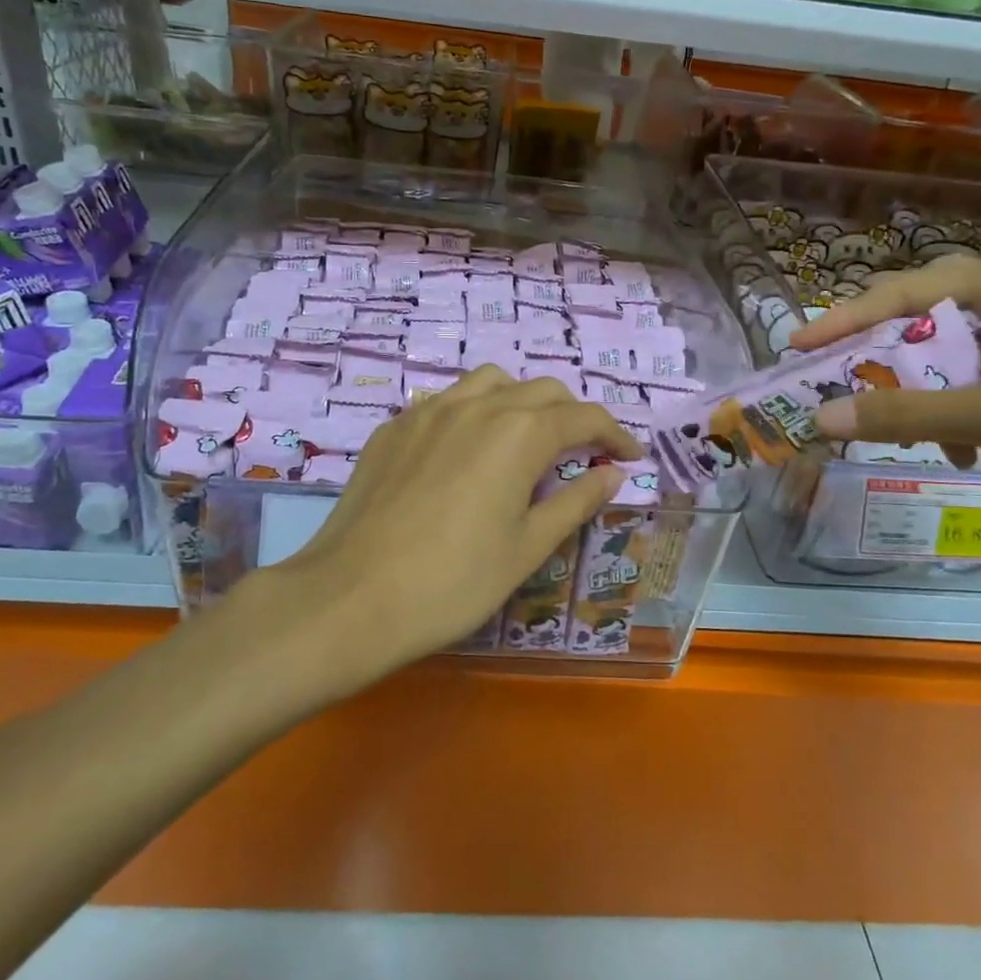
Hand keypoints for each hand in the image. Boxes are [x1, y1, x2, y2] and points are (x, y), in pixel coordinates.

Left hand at [257, 366, 641, 683]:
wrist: (351, 597)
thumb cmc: (453, 582)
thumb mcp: (527, 548)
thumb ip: (575, 502)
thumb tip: (611, 474)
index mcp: (519, 433)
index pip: (583, 417)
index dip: (614, 435)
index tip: (629, 458)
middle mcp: (477, 405)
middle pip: (541, 390)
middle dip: (571, 416)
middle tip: (582, 454)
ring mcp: (428, 410)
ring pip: (490, 382)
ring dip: (520, 401)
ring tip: (523, 442)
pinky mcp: (394, 427)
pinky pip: (446, 401)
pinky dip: (473, 412)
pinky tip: (465, 452)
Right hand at [790, 253, 980, 532]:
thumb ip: (905, 416)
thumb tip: (819, 419)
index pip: (904, 291)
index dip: (844, 319)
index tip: (797, 347)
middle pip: (930, 319)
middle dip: (885, 358)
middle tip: (841, 386)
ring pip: (963, 353)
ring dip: (928, 391)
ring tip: (909, 432)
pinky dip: (968, 407)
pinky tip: (965, 443)